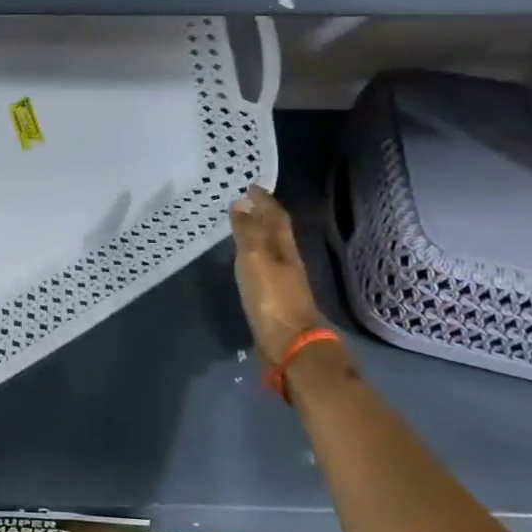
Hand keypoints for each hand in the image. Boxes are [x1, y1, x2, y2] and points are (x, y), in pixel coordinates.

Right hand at [230, 184, 323, 362]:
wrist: (290, 344)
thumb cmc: (271, 298)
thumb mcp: (254, 260)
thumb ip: (247, 233)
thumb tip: (242, 203)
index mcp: (284, 248)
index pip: (276, 216)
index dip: (265, 200)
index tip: (251, 186)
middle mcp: (287, 261)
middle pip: (277, 232)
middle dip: (263, 215)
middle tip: (246, 203)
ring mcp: (284, 281)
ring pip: (272, 250)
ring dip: (259, 236)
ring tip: (243, 228)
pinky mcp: (276, 299)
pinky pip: (265, 268)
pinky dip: (256, 257)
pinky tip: (247, 263)